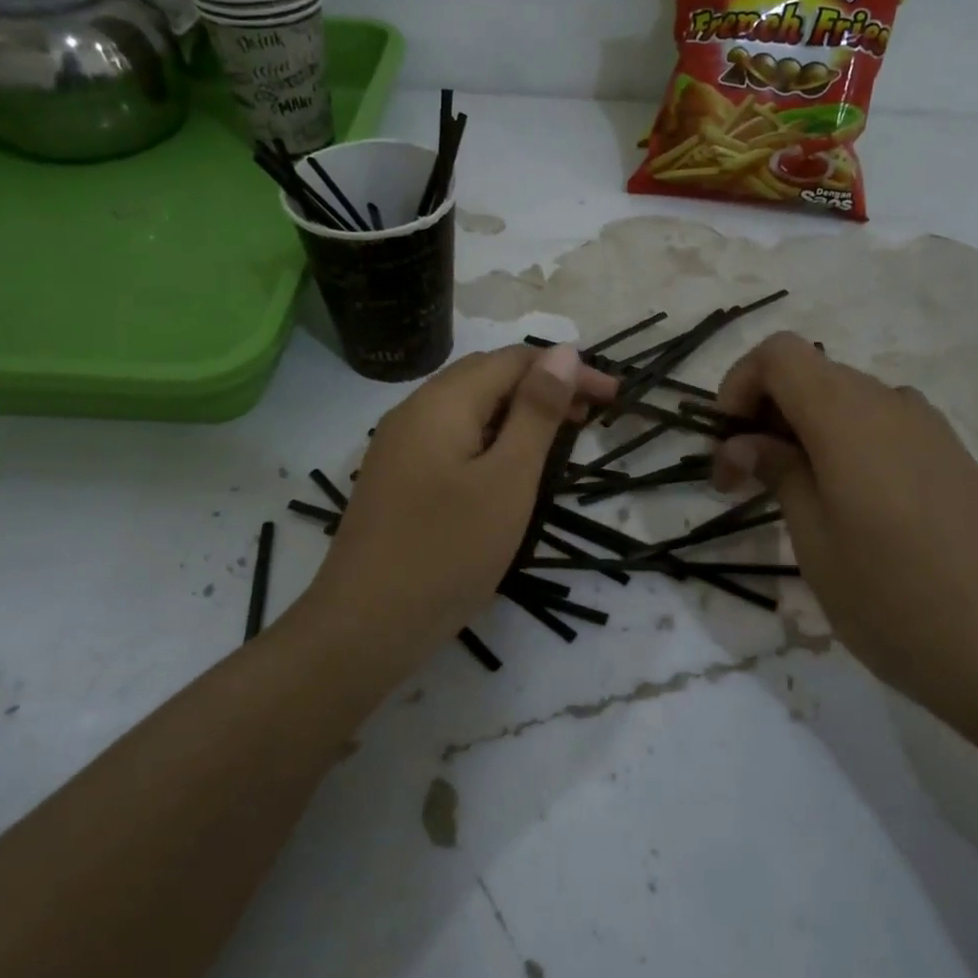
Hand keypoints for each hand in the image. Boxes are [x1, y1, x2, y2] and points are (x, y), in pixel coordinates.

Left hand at [299, 344, 615, 672]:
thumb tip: (563, 352)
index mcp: (442, 401)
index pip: (514, 360)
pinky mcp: (396, 478)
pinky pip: (451, 439)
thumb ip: (536, 412)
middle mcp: (415, 411)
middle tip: (589, 417)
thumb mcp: (507, 479)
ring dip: (516, 415)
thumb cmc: (447, 551)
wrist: (364, 625)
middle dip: (542, 387)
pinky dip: (489, 441)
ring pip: (468, 410)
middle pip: (487, 377)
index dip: (567, 370)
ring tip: (557, 442)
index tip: (613, 396)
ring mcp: (399, 446)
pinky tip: (506, 470)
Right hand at [711, 333, 977, 749]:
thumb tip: (743, 442)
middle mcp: (892, 404)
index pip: (779, 354)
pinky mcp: (952, 459)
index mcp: (849, 415)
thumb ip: (777, 472)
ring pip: (845, 402)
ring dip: (802, 432)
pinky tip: (846, 506)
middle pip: (811, 375)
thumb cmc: (894, 598)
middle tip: (743, 481)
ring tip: (791, 497)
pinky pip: (881, 428)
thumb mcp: (814, 539)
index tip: (725, 444)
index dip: (739, 384)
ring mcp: (930, 430)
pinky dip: (842, 445)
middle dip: (763, 414)